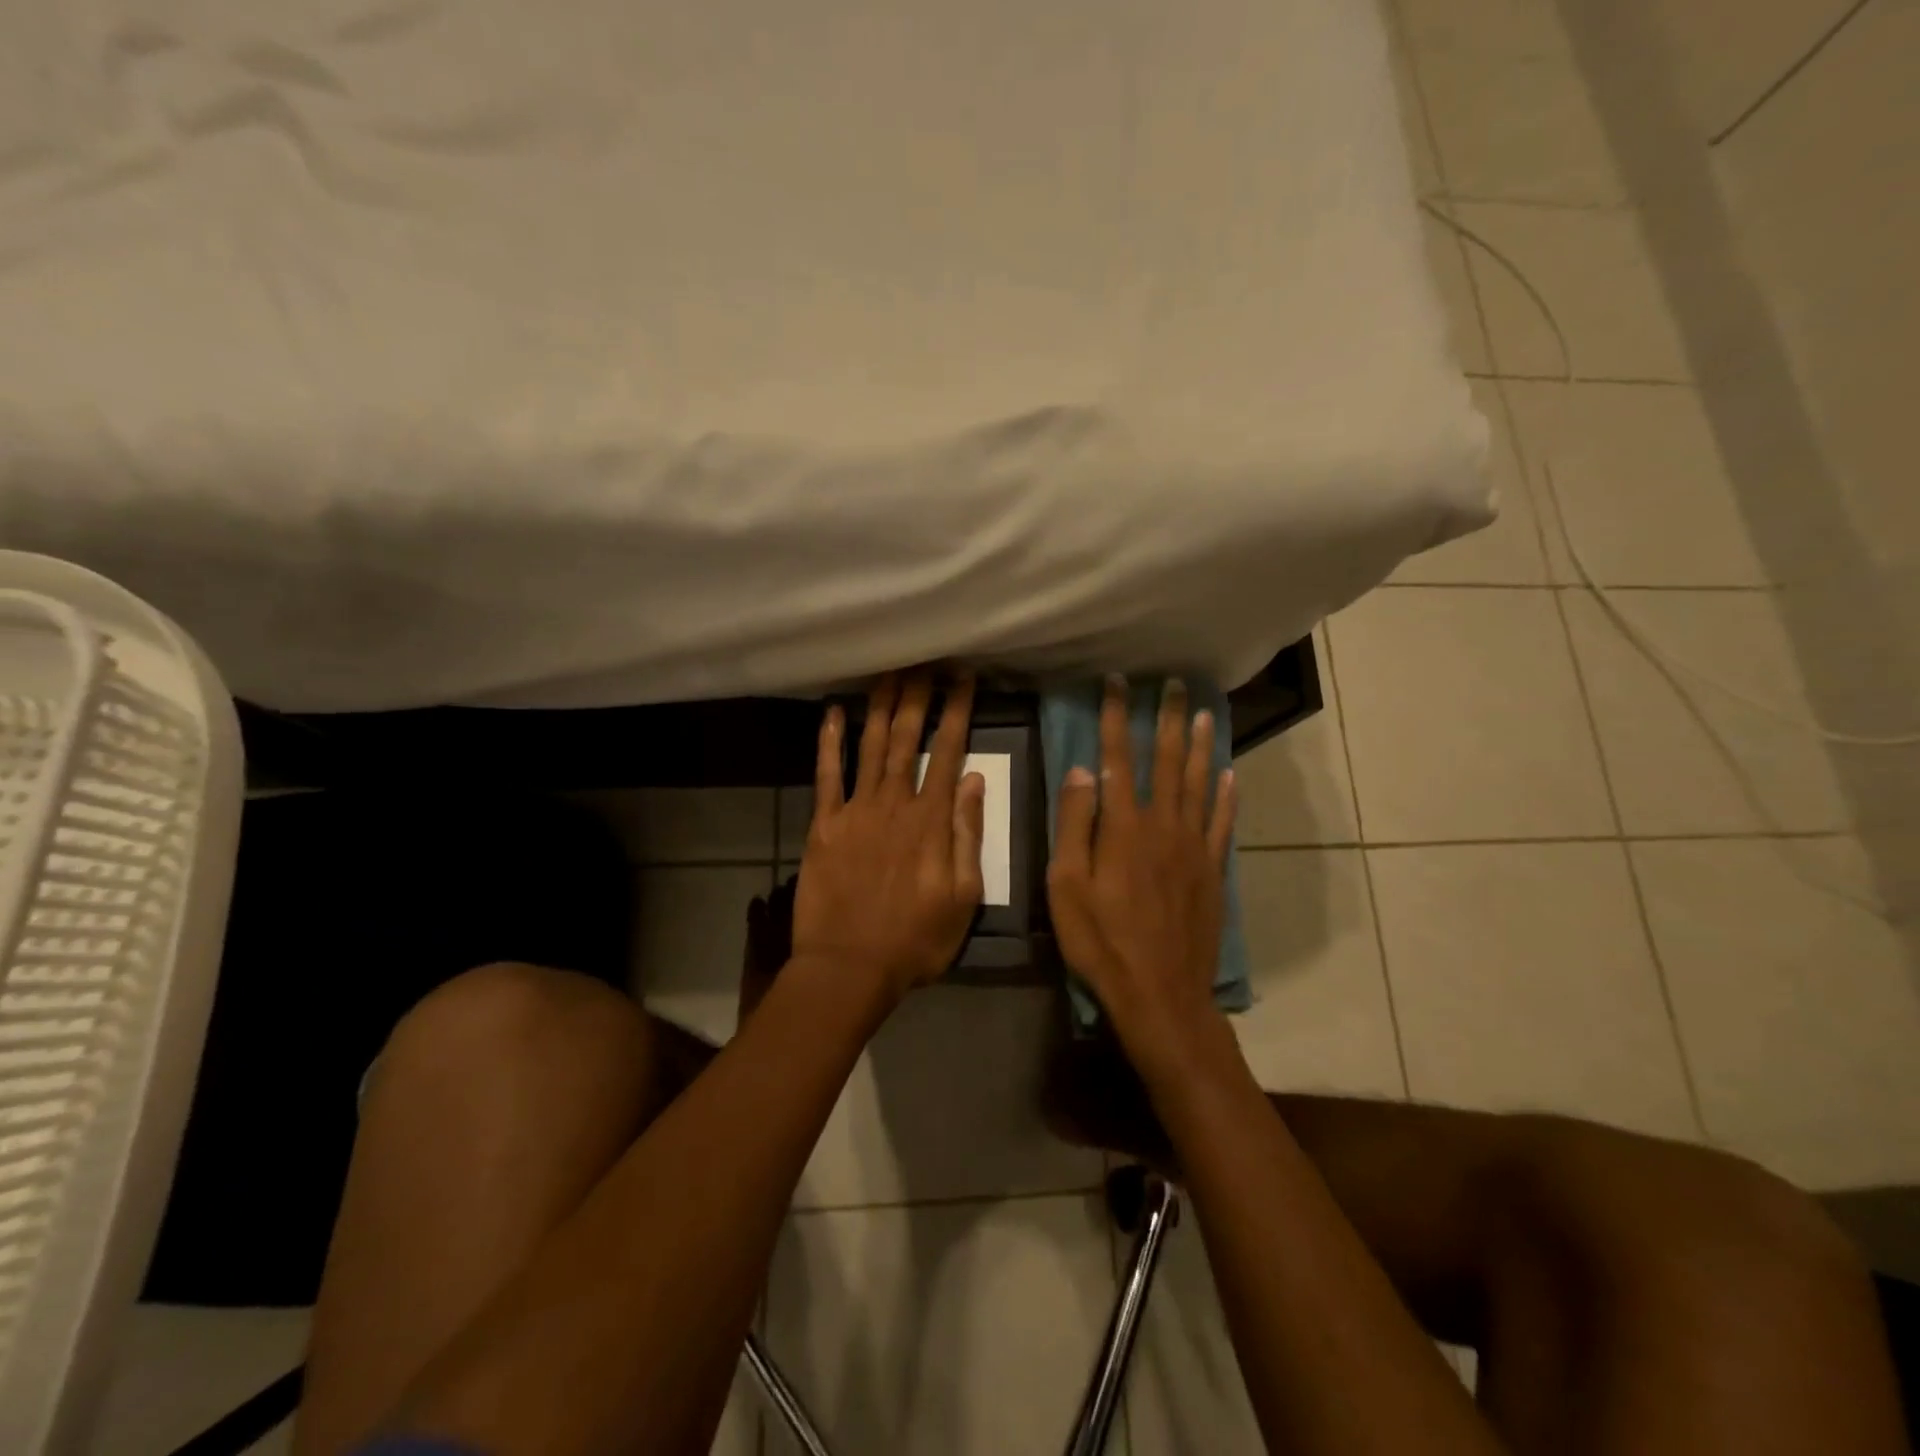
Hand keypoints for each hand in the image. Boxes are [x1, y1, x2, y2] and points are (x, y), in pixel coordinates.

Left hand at [793, 669, 986, 998]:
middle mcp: (894, 802)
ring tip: (889, 671)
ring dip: (881, 706)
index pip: (949, 751)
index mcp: (931, 820)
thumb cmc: (915, 939)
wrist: (848, 967)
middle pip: (908, 737)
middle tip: (924, 658)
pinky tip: (833, 712)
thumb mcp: (963, 896)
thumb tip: (974, 780)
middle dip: (918, 695)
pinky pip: (826, 775)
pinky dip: (829, 742)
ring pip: (871, 745)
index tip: (963, 678)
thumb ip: (968, 835)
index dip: (957, 711)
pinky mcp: (824, 824)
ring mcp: (855, 810)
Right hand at [1047, 676, 1237, 1069]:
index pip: (1117, 758)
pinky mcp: (1213, 871)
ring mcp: (1194, 847)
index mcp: (1123, 827)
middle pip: (1167, 761)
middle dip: (1168, 719)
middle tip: (1174, 684)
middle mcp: (1163, 825)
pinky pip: (1223, 823)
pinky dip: (1228, 796)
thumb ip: (1075, 825)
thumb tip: (1081, 770)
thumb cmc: (1101, 942)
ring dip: (1201, 746)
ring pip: (1200, 784)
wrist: (1160, 993)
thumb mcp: (1067, 886)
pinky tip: (1231, 774)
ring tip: (1205, 713)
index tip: (1117, 682)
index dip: (1116, 717)